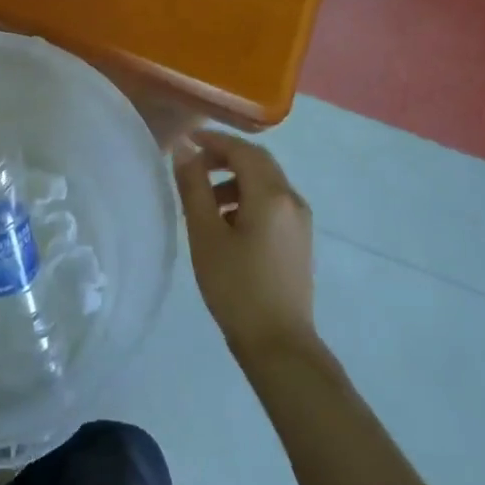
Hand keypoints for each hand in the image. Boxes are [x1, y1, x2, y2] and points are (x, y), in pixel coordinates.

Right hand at [174, 130, 317, 361]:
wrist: (279, 344)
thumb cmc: (236, 286)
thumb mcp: (205, 234)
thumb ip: (194, 187)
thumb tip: (184, 150)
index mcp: (271, 194)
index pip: (242, 151)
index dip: (214, 140)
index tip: (186, 141)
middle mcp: (292, 200)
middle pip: (258, 163)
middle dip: (225, 157)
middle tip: (193, 166)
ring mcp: (300, 221)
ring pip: (266, 184)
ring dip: (235, 180)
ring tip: (204, 202)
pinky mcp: (299, 240)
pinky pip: (273, 203)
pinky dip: (248, 199)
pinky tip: (227, 224)